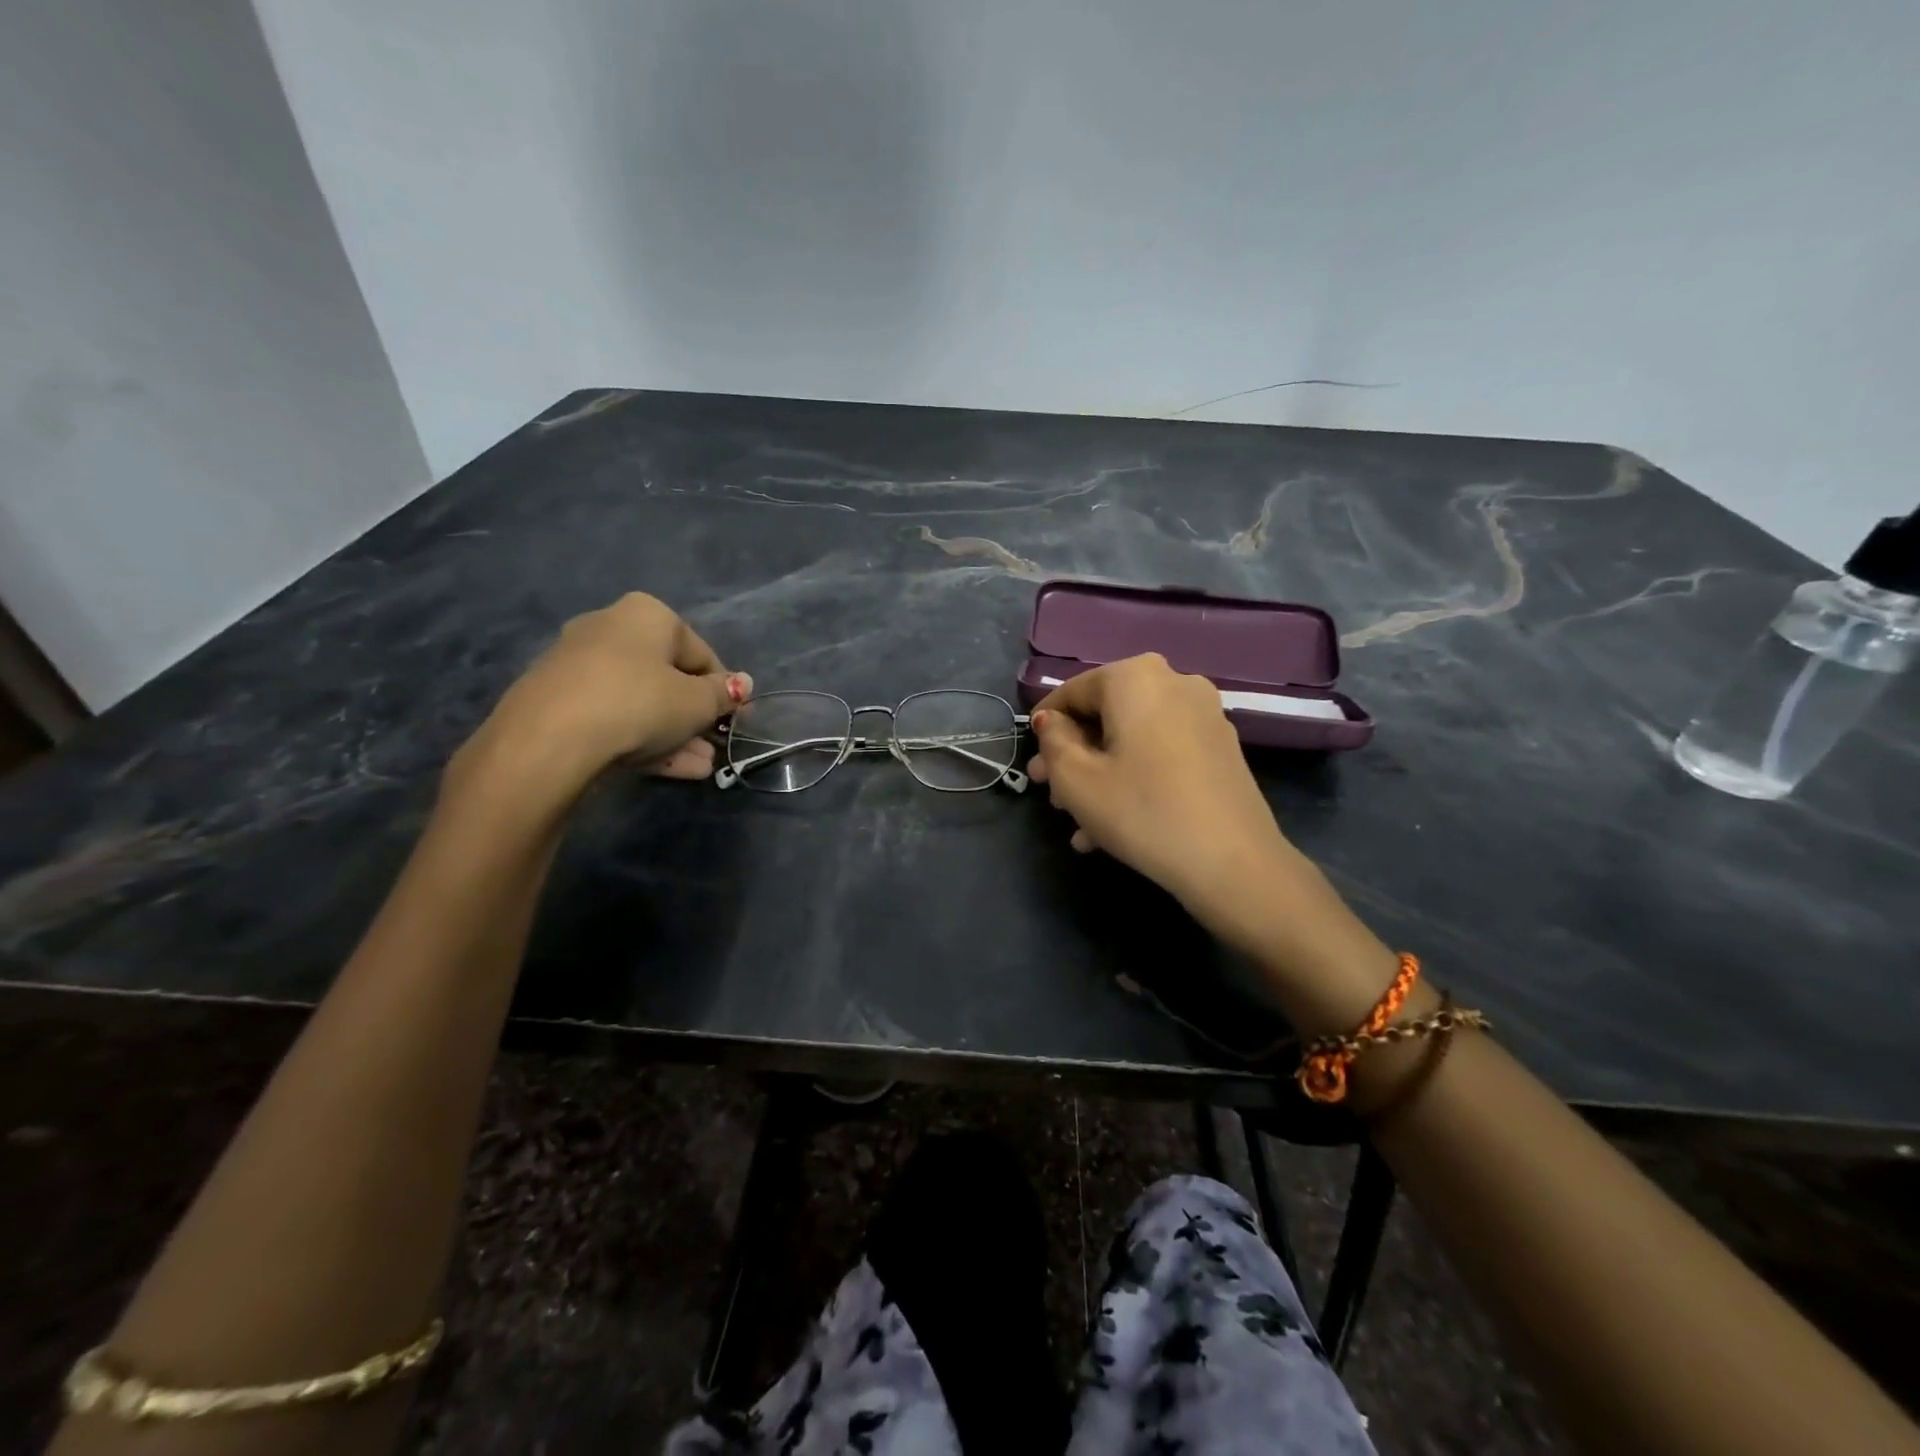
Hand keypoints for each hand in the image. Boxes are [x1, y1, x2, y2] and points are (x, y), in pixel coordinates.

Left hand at [450, 594, 750, 814]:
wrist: (550, 739)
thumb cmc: (639, 703)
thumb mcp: (697, 703)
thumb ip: (723, 694)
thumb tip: (742, 684)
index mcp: (648, 615)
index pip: (701, 653)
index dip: (724, 690)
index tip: (735, 720)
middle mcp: (610, 628)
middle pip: (667, 677)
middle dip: (695, 716)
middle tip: (715, 746)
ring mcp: (578, 665)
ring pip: (641, 701)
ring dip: (674, 734)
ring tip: (699, 767)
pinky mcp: (557, 701)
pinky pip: (613, 716)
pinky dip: (640, 739)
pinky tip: (667, 768)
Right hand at [1029, 654, 1395, 1023]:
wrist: (1232, 863)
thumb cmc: (1141, 811)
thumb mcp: (1076, 779)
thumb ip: (1053, 742)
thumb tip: (1052, 723)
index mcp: (1135, 677)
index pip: (1072, 692)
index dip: (1046, 728)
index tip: (1033, 763)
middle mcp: (1174, 682)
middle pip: (1105, 715)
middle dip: (1073, 755)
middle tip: (1050, 793)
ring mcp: (1203, 714)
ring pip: (1132, 738)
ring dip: (1100, 773)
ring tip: (1078, 820)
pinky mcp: (1220, 747)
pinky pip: (1161, 753)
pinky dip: (1134, 777)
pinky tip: (1113, 824)